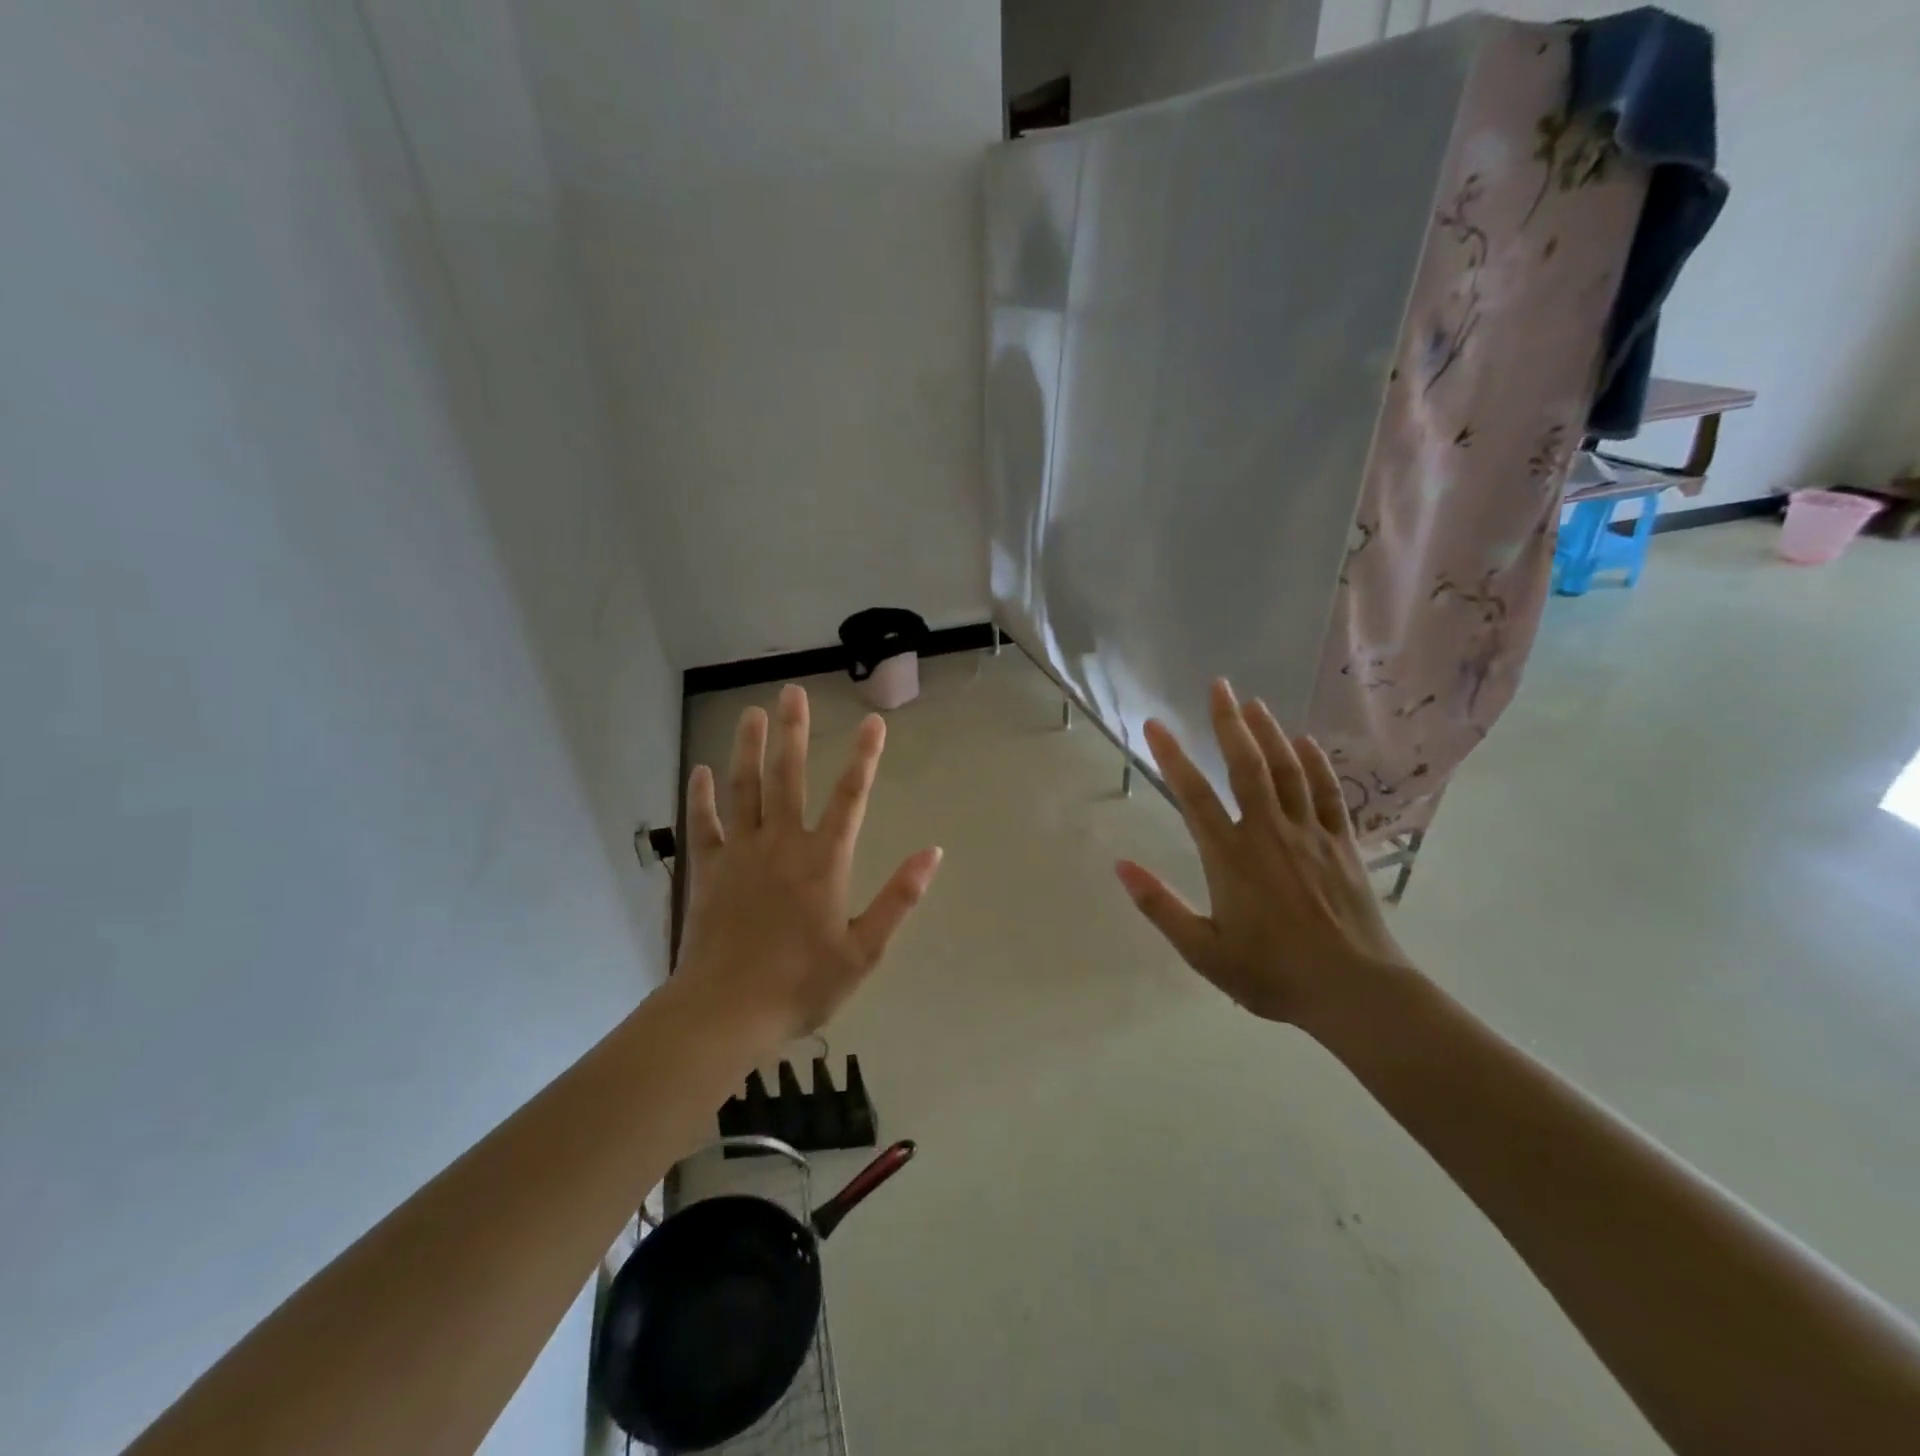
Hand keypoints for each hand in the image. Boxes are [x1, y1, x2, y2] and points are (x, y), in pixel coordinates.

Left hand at [675, 684, 942, 1045]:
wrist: (726, 1011)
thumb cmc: (802, 984)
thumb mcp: (864, 950)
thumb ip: (899, 898)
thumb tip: (933, 852)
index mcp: (824, 861)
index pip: (851, 797)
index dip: (865, 757)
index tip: (874, 722)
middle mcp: (782, 844)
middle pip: (789, 776)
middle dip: (794, 732)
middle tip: (792, 692)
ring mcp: (740, 853)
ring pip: (743, 788)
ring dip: (748, 747)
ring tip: (750, 712)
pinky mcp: (707, 870)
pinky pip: (703, 824)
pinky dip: (701, 796)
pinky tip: (701, 770)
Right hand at [1115, 678, 1410, 1027]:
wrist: (1354, 992)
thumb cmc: (1272, 974)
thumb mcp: (1203, 952)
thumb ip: (1160, 907)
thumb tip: (1120, 866)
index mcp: (1230, 857)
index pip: (1193, 795)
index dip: (1171, 756)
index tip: (1154, 723)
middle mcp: (1268, 833)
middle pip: (1246, 766)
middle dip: (1229, 722)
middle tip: (1219, 685)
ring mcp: (1310, 834)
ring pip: (1288, 770)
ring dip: (1270, 733)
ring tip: (1255, 703)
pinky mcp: (1342, 844)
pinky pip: (1328, 794)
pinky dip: (1316, 765)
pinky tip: (1307, 743)